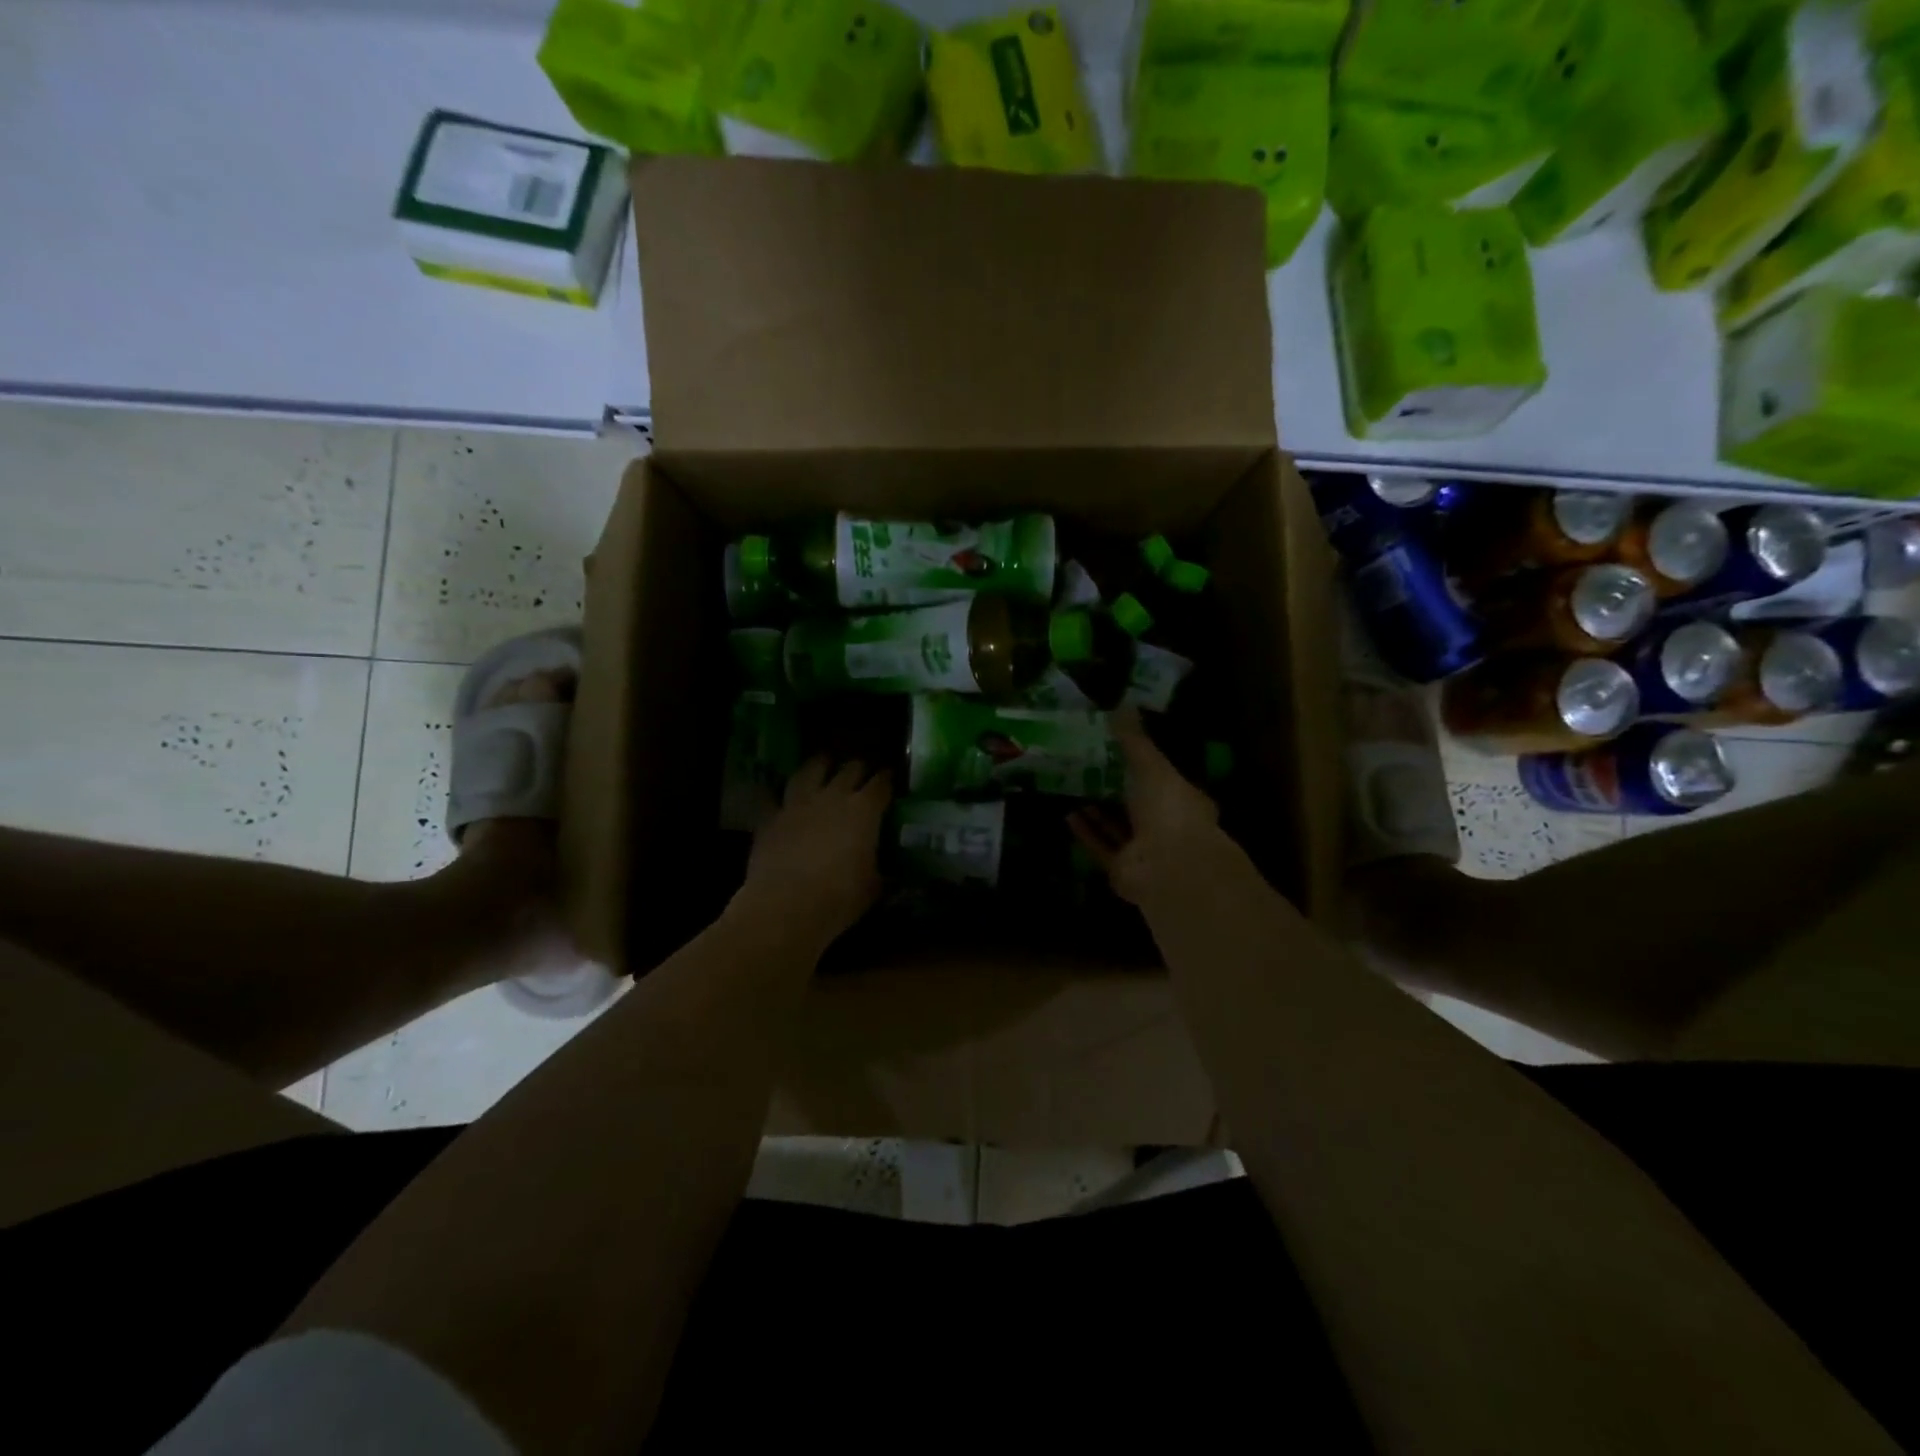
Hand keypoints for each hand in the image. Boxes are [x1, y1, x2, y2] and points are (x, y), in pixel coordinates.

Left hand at [741, 756, 891, 944]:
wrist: (786, 905)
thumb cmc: (839, 897)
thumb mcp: (872, 887)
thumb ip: (878, 871)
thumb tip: (882, 872)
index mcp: (864, 811)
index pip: (881, 784)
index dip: (888, 779)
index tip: (891, 778)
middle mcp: (833, 797)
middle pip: (849, 770)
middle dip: (858, 768)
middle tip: (862, 771)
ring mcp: (798, 804)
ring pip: (810, 770)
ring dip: (819, 765)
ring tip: (823, 762)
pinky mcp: (771, 817)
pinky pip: (774, 797)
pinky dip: (781, 795)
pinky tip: (782, 796)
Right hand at [1070, 710, 1222, 906]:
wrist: (1170, 867)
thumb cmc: (1170, 810)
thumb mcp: (1152, 766)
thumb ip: (1134, 739)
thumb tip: (1121, 704)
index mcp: (1182, 800)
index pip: (1161, 778)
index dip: (1141, 764)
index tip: (1116, 748)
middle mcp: (1166, 826)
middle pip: (1136, 804)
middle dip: (1115, 787)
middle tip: (1086, 765)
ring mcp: (1144, 851)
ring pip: (1117, 827)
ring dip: (1097, 810)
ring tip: (1072, 787)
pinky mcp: (1121, 869)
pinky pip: (1100, 847)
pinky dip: (1086, 832)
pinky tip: (1068, 814)